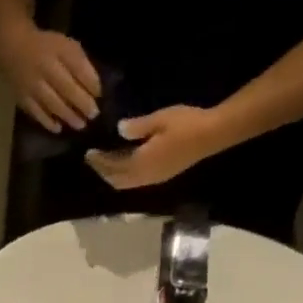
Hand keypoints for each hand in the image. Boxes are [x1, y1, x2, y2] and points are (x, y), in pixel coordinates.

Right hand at [0, 20, 102, 132]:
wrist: (13, 48)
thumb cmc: (46, 47)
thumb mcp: (66, 46)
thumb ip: (79, 63)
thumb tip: (93, 88)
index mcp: (59, 52)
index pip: (79, 68)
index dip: (91, 83)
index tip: (100, 95)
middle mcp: (46, 69)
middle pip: (67, 89)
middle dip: (82, 103)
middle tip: (93, 115)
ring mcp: (32, 86)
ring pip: (52, 103)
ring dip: (68, 116)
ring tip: (80, 125)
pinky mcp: (23, 98)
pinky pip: (36, 112)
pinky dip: (47, 121)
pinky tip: (58, 128)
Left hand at [85, 105, 233, 190]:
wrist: (213, 134)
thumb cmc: (186, 124)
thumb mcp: (159, 119)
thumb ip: (137, 126)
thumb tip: (119, 129)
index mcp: (140, 163)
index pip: (112, 166)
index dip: (99, 161)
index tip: (89, 153)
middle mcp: (144, 176)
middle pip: (116, 180)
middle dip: (103, 171)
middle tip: (94, 160)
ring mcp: (153, 179)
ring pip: (125, 184)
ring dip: (113, 175)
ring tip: (106, 163)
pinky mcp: (162, 177)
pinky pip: (135, 182)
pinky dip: (124, 176)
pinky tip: (125, 164)